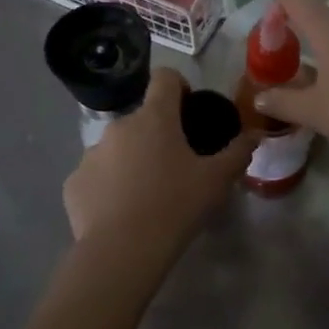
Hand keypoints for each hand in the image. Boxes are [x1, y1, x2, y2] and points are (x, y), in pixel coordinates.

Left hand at [64, 70, 256, 248]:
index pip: (165, 78)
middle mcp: (119, 127)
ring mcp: (91, 154)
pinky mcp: (74, 183)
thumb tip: (253, 135)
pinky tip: (123, 212)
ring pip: (118, 148)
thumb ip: (238, 152)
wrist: (122, 251)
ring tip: (149, 194)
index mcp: (155, 118)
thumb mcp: (218, 180)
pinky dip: (110, 186)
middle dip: (158, 135)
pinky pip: (97, 176)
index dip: (180, 87)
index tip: (190, 110)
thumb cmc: (176, 206)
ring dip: (133, 160)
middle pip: (143, 118)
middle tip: (177, 166)